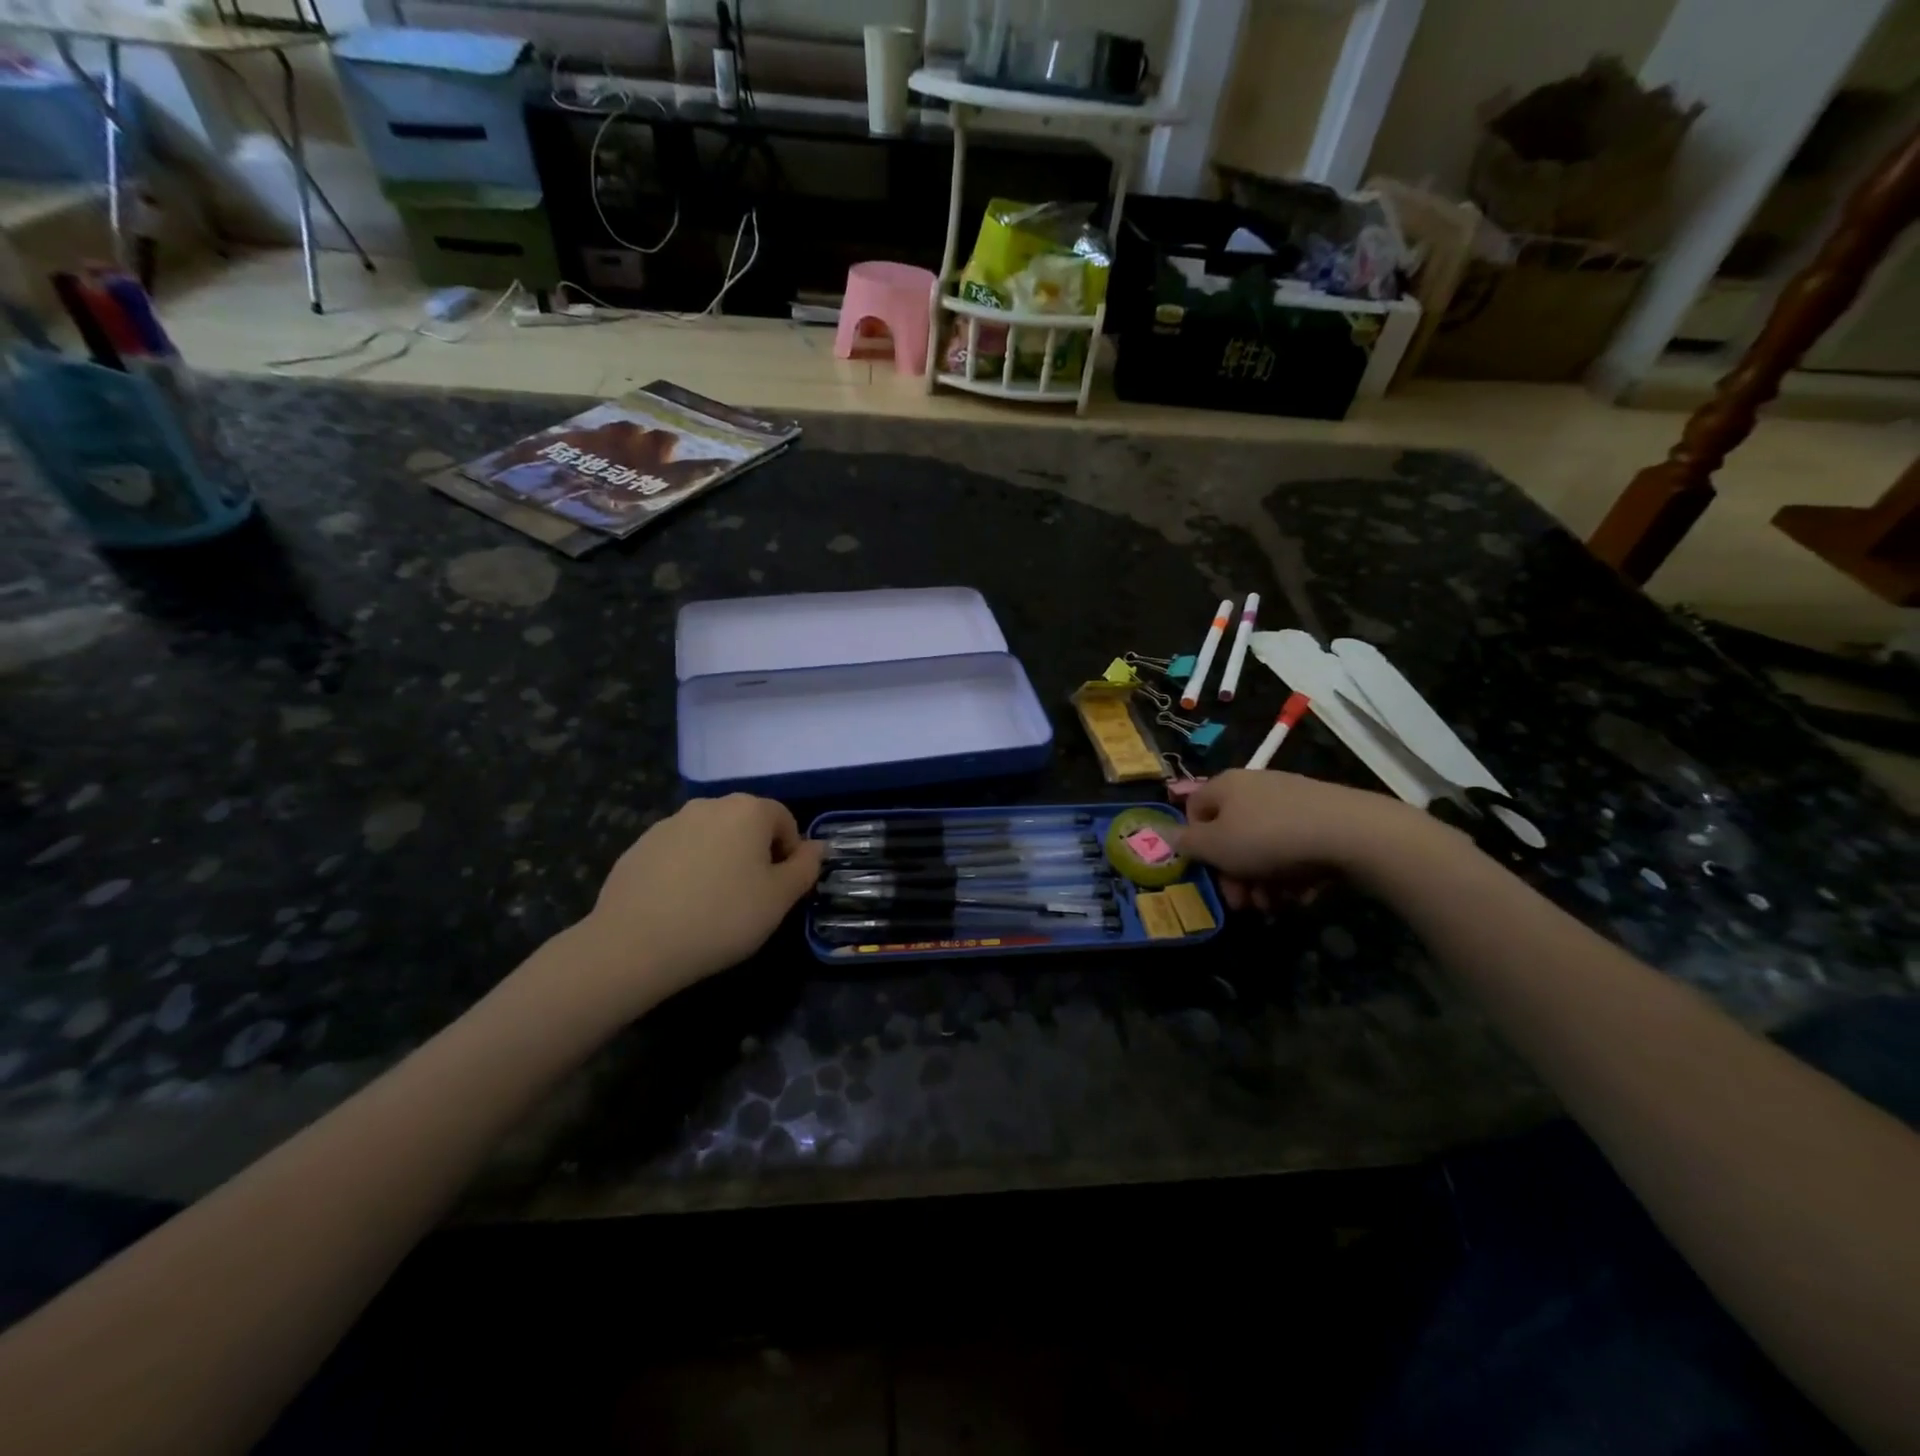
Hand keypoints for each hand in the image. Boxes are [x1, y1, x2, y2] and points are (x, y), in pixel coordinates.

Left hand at [575, 794, 824, 1008]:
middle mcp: (709, 805)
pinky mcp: (639, 845)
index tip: (781, 889)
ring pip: (711, 837)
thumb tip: (818, 847)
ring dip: (721, 860)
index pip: (784, 820)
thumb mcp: (779, 899)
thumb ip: (806, 867)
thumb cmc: (722, 918)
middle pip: (746, 824)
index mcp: (748, 810)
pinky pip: (679, 852)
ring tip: (713, 904)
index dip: (790, 854)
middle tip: (752, 897)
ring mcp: (669, 823)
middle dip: (755, 853)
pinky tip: (681, 906)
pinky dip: (688, 870)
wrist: (634, 944)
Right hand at [1175, 769, 1426, 912]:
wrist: (1351, 833)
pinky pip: (1294, 848)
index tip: (1208, 871)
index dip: (1196, 844)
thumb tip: (1160, 832)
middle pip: (1231, 834)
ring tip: (1275, 905)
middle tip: (1244, 902)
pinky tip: (1302, 894)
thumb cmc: (1269, 838)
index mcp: (1225, 785)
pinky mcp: (1322, 818)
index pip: (1194, 810)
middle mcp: (1255, 786)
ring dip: (1262, 881)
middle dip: (1234, 874)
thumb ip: (1185, 842)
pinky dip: (1293, 874)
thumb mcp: (1216, 846)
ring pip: (1263, 847)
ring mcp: (1291, 801)